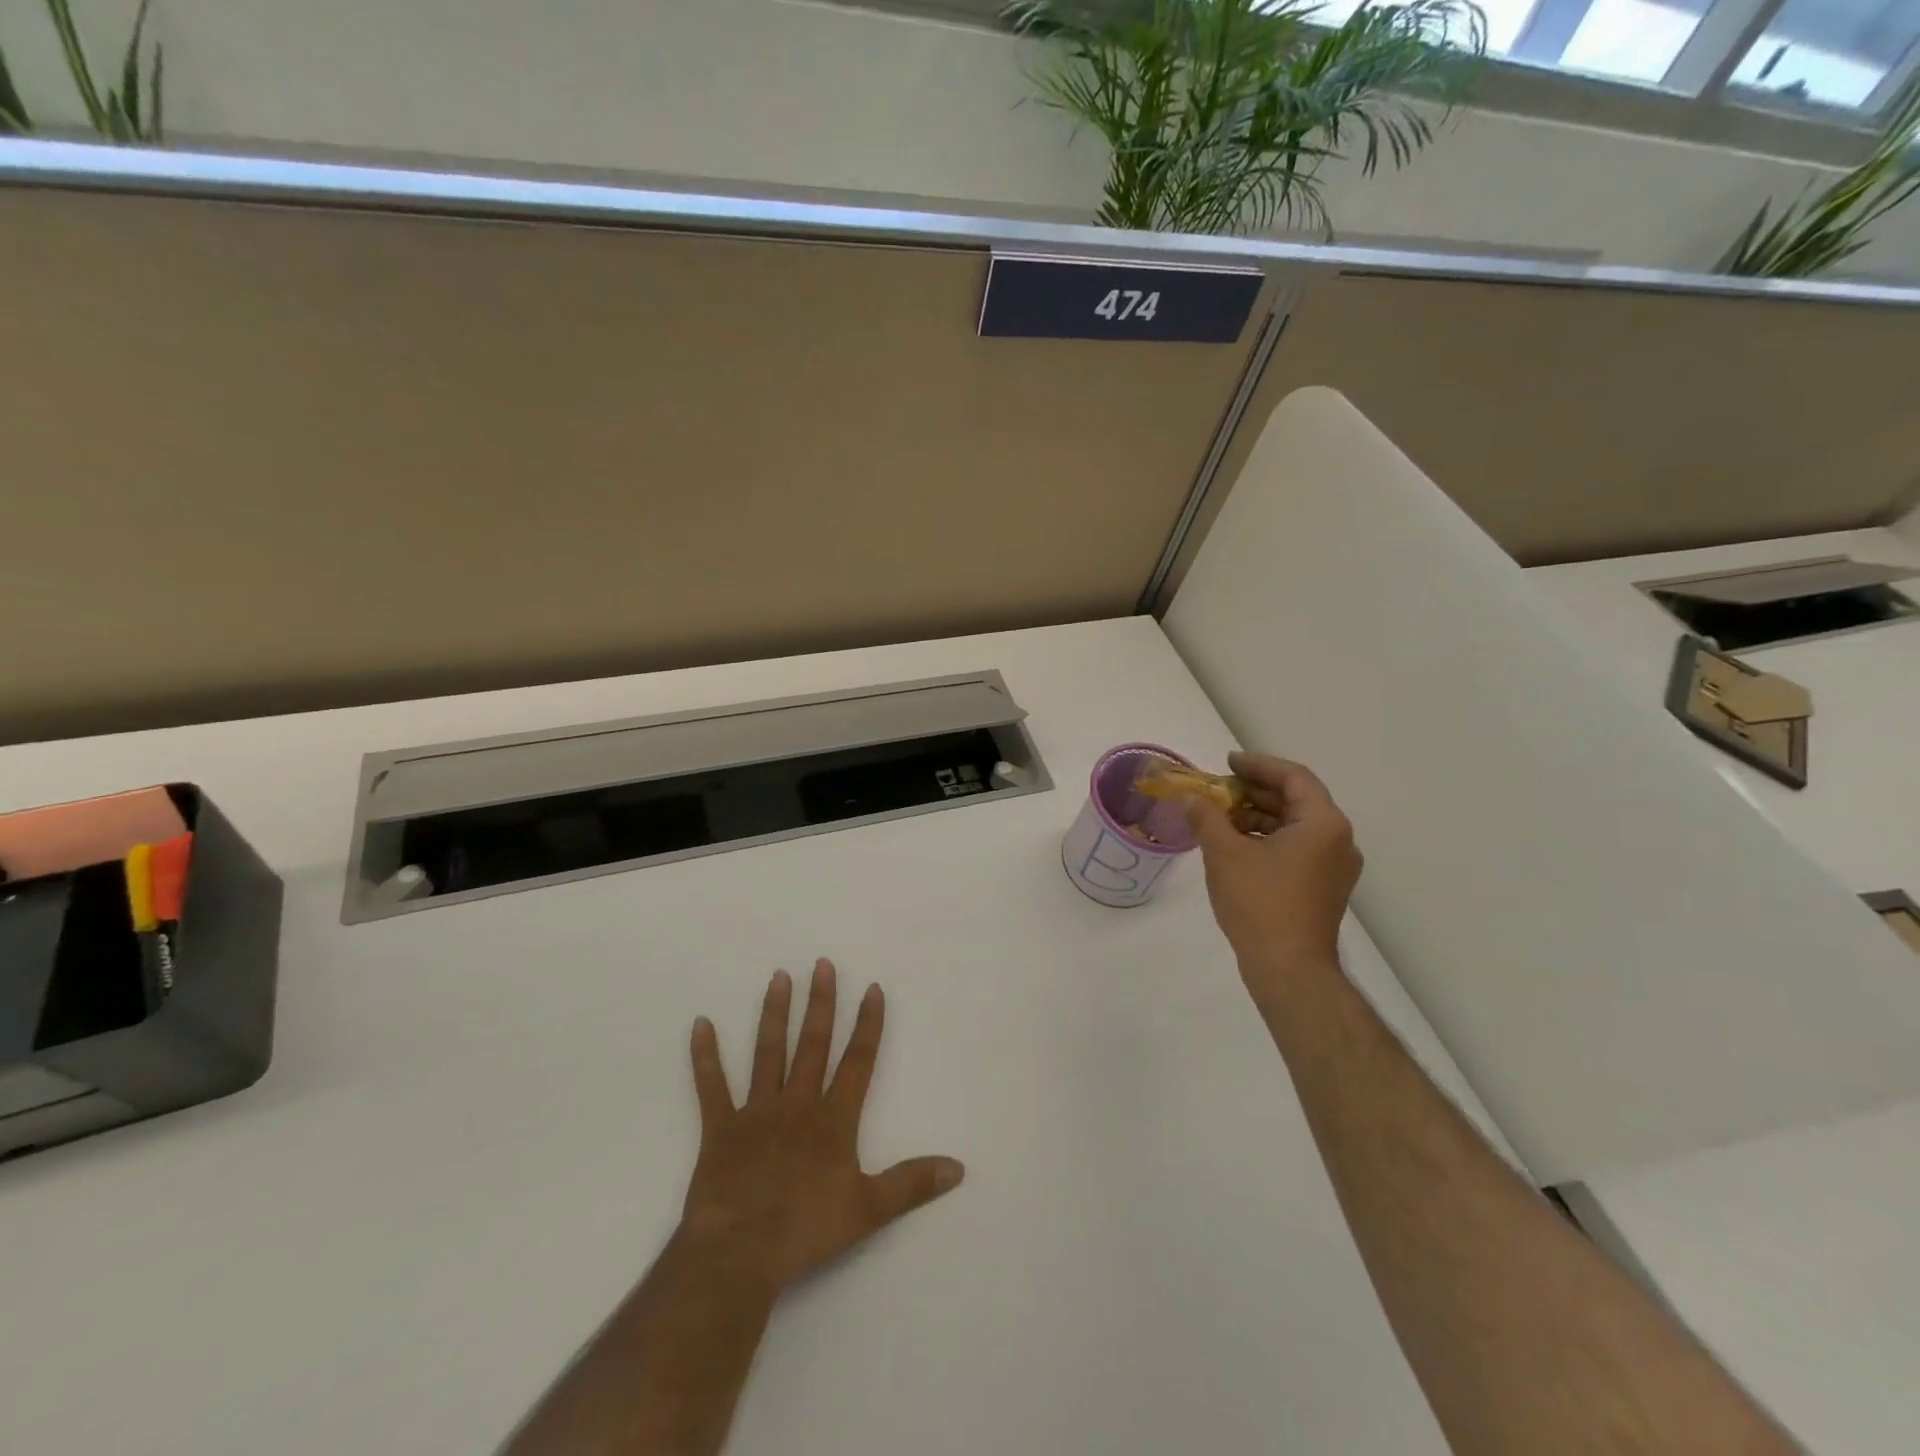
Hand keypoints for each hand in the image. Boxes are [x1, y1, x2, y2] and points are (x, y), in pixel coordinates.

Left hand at [680, 960, 964, 1295]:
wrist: (740, 1253)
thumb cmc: (807, 1229)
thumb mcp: (869, 1210)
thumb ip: (912, 1183)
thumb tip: (958, 1167)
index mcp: (833, 1119)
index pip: (857, 1061)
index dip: (867, 1024)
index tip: (872, 988)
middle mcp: (797, 1104)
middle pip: (812, 1044)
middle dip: (820, 1003)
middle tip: (821, 964)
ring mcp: (757, 1112)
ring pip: (768, 1053)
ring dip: (774, 1014)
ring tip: (779, 977)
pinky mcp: (720, 1128)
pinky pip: (711, 1087)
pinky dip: (705, 1056)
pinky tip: (700, 1025)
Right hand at [1186, 753, 1362, 1001]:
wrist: (1289, 969)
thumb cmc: (1260, 903)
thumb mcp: (1224, 853)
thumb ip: (1206, 817)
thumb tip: (1190, 798)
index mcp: (1323, 823)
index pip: (1293, 777)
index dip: (1257, 765)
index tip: (1227, 763)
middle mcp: (1338, 840)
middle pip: (1296, 800)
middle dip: (1254, 791)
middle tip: (1218, 789)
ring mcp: (1335, 866)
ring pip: (1295, 826)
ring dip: (1258, 816)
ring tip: (1220, 817)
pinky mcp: (1324, 887)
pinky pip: (1297, 848)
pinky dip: (1267, 838)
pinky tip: (1235, 845)